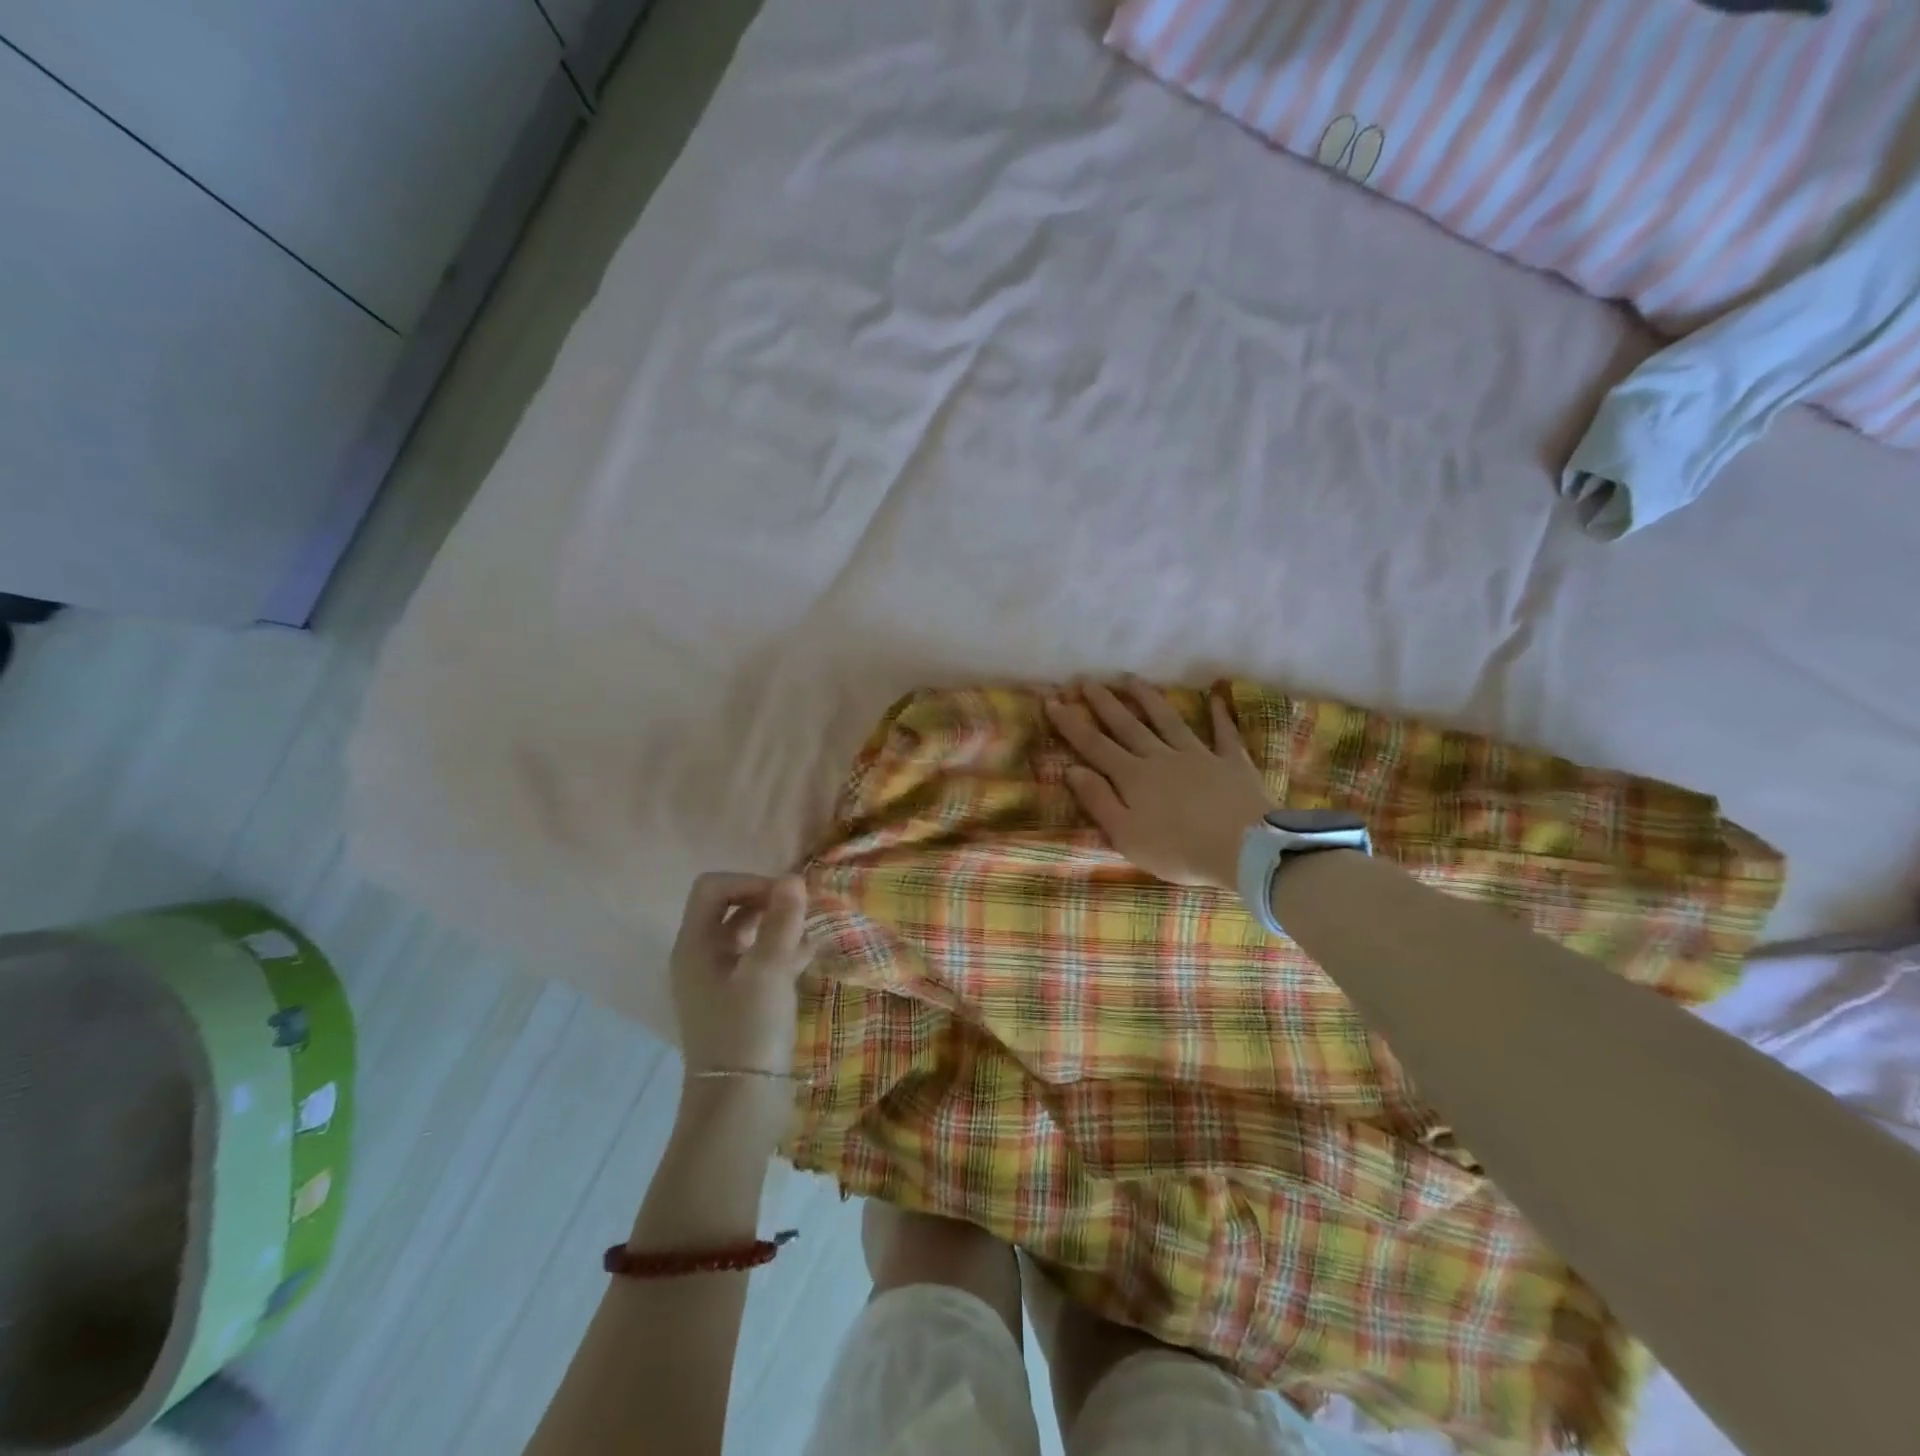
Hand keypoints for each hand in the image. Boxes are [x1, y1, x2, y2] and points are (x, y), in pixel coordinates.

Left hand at [669, 872, 813, 1078]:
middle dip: (767, 902)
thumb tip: (793, 878)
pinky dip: (783, 951)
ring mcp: (720, 981)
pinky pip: (760, 961)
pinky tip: (811, 955)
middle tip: (803, 911)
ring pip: (748, 935)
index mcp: (695, 946)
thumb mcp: (768, 971)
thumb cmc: (748, 1031)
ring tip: (812, 930)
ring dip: (778, 926)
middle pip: (730, 907)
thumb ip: (781, 921)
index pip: (713, 888)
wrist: (740, 1106)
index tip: (785, 900)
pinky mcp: (740, 1001)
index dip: (750, 882)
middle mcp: (701, 958)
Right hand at [1045, 679, 1274, 890]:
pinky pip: (1223, 734)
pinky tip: (1215, 698)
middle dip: (1104, 702)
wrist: (1244, 849)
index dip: (1071, 724)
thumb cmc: (1178, 850)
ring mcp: (1198, 755)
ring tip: (1131, 679)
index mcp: (1133, 777)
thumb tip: (1071, 769)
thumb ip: (1099, 800)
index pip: (1094, 745)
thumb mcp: (1126, 835)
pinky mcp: (1231, 762)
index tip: (1052, 702)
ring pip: (1167, 720)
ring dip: (1147, 698)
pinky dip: (1219, 715)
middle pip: (1127, 725)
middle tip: (1086, 680)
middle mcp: (1161, 757)